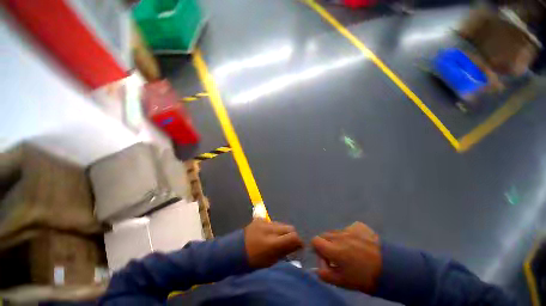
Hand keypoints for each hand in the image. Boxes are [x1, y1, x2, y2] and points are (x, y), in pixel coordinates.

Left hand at [244, 219, 303, 267]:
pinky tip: (269, 233)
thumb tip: (297, 246)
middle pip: (290, 227)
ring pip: (282, 224)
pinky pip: (272, 222)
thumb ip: (284, 251)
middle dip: (292, 236)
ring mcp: (264, 222)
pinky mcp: (259, 219)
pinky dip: (274, 227)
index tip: (299, 248)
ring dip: (283, 231)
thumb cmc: (252, 261)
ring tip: (277, 239)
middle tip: (288, 244)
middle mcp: (270, 229)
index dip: (299, 242)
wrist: (233, 251)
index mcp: (272, 243)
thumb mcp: (270, 261)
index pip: (294, 236)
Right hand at [311, 222, 381, 292]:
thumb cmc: (364, 278)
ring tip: (349, 251)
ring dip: (337, 240)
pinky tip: (358, 243)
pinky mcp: (359, 226)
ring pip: (336, 232)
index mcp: (333, 249)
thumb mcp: (342, 282)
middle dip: (326, 244)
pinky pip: (348, 228)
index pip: (315, 240)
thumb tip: (317, 268)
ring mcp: (349, 229)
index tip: (325, 259)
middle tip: (336, 256)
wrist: (391, 269)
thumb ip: (325, 274)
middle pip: (324, 235)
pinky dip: (349, 235)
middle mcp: (339, 236)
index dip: (317, 249)